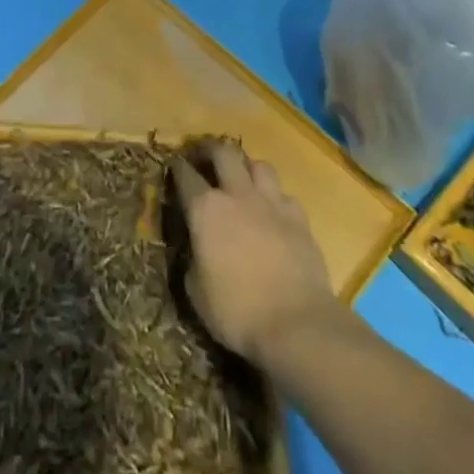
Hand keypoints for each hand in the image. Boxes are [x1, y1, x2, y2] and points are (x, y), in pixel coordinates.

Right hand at [169, 141, 341, 366]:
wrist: (297, 324)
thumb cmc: (238, 312)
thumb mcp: (197, 293)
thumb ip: (193, 260)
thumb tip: (197, 250)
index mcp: (206, 210)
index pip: (185, 175)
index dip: (177, 168)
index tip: (174, 166)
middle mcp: (238, 195)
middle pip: (223, 152)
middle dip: (210, 149)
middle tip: (205, 158)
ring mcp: (272, 203)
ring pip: (259, 164)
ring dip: (247, 167)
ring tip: (242, 178)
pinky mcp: (299, 218)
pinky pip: (284, 194)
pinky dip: (275, 197)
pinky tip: (273, 211)